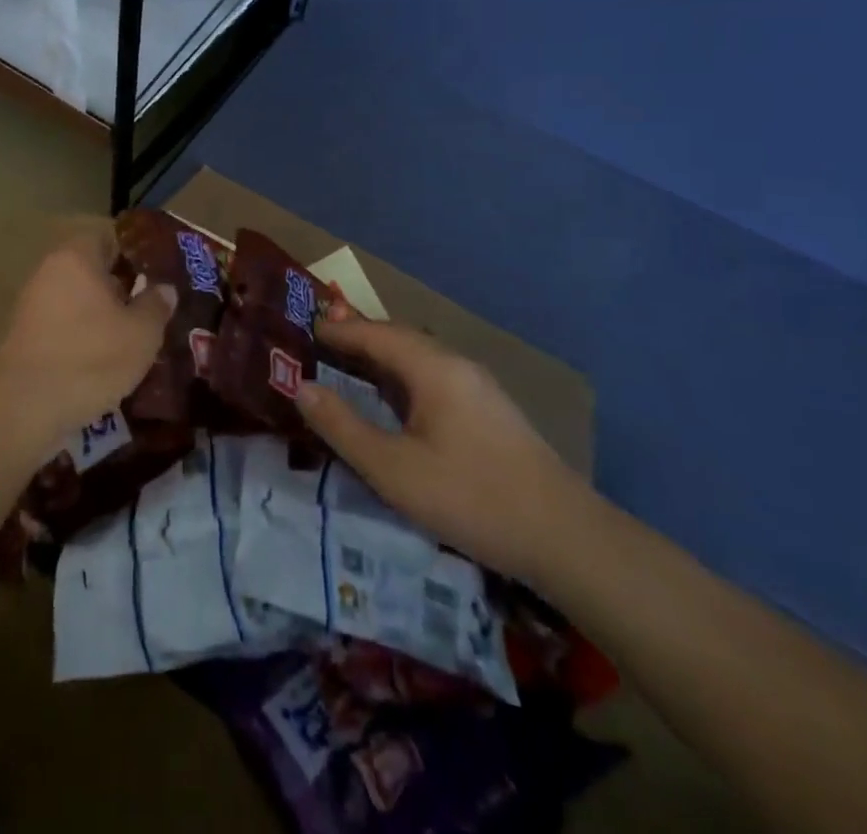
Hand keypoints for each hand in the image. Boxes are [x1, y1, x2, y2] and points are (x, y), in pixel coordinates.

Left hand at [0, 223, 176, 443]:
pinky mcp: (24, 336)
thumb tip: (164, 288)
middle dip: (121, 286)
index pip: (108, 236)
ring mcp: (33, 304)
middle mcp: (50, 271)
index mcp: (77, 257)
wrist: (25, 407)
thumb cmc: (90, 357)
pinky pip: (63, 324)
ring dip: (102, 314)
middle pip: (92, 268)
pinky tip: (104, 360)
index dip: (135, 252)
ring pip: (78, 299)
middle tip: (151, 307)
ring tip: (133, 337)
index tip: (158, 272)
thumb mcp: (141, 333)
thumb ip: (155, 305)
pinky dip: (83, 335)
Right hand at [297, 318, 589, 583]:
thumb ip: (342, 426)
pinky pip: (434, 378)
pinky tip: (395, 401)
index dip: (338, 330)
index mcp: (432, 367)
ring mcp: (478, 387)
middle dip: (359, 338)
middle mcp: (456, 364)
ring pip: (419, 359)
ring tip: (349, 367)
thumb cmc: (470, 497)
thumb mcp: (393, 469)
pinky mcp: (490, 411)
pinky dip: (402, 378)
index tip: (304, 328)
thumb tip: (301, 387)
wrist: (565, 538)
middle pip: (398, 338)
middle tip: (320, 344)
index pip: (375, 333)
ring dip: (382, 358)